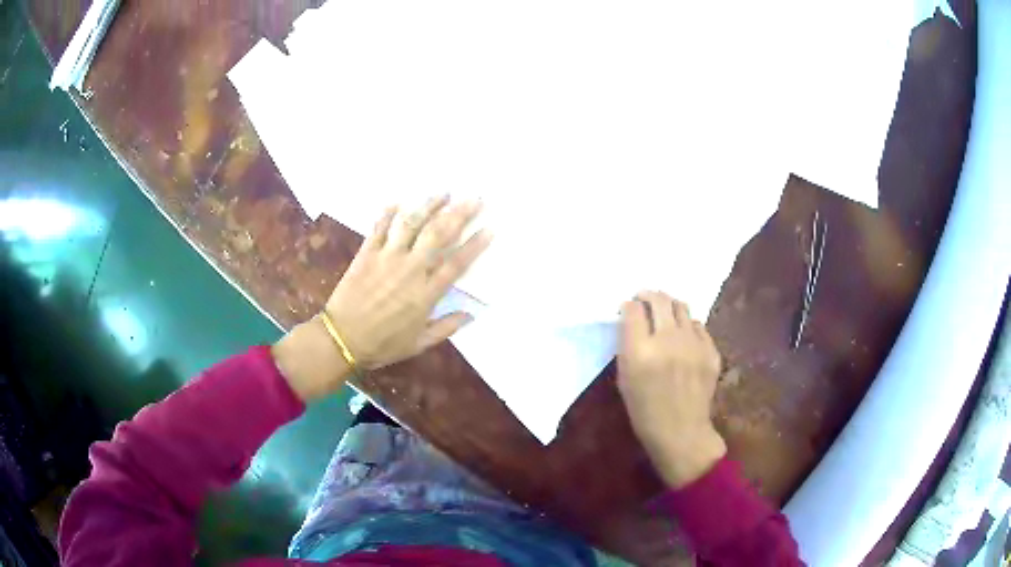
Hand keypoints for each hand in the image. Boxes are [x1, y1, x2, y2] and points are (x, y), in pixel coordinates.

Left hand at [273, 196, 491, 401]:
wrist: (342, 339)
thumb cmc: (383, 344)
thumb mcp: (419, 343)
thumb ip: (446, 327)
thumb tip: (471, 314)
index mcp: (426, 293)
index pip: (456, 263)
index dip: (475, 244)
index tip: (489, 228)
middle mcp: (410, 269)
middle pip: (438, 234)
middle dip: (459, 214)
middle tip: (474, 199)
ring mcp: (387, 258)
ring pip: (411, 223)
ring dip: (429, 205)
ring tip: (443, 193)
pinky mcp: (366, 253)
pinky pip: (379, 227)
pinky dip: (388, 213)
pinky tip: (398, 201)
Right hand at [618, 291, 726, 487]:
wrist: (681, 431)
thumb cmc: (645, 410)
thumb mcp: (624, 379)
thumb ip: (627, 346)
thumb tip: (631, 319)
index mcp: (640, 351)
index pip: (633, 309)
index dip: (628, 305)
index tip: (627, 309)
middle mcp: (668, 340)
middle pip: (659, 299)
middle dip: (648, 295)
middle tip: (644, 301)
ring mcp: (693, 344)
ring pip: (681, 306)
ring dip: (669, 306)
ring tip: (664, 314)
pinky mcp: (711, 349)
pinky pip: (697, 324)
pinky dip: (687, 325)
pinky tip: (683, 337)